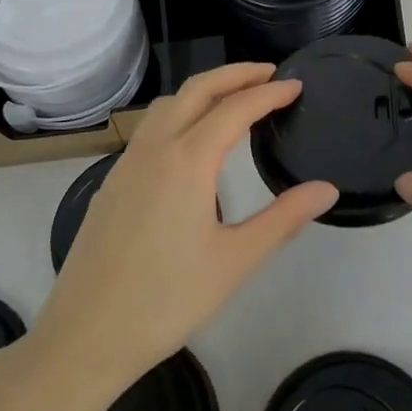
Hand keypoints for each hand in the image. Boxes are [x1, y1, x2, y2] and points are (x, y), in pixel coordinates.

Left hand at [28, 63, 338, 398]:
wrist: (85, 336)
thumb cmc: (166, 300)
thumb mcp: (234, 262)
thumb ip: (283, 219)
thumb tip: (326, 189)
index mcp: (188, 161)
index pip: (236, 108)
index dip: (269, 93)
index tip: (296, 86)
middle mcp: (154, 148)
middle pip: (197, 90)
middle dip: (234, 74)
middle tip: (269, 73)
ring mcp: (127, 163)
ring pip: (167, 105)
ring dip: (203, 91)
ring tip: (233, 99)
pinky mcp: (111, 182)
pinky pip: (149, 129)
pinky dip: (179, 114)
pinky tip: (190, 143)